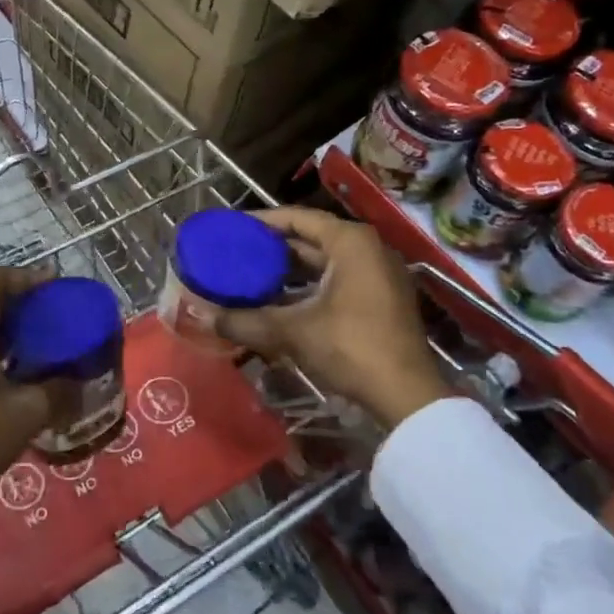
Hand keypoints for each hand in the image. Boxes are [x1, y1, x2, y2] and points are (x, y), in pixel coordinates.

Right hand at [217, 207, 453, 429]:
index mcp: (351, 241)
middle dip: (275, 246)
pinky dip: (311, 284)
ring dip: (292, 267)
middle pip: (312, 236)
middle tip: (238, 251)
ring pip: (326, 260)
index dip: (263, 221)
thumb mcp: (294, 331)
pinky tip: (283, 298)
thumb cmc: (351, 347)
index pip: (298, 217)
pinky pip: (339, 277)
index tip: (233, 227)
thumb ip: (248, 320)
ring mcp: (380, 273)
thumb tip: (206, 317)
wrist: (407, 396)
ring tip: (253, 273)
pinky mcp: (383, 297)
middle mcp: (369, 248)